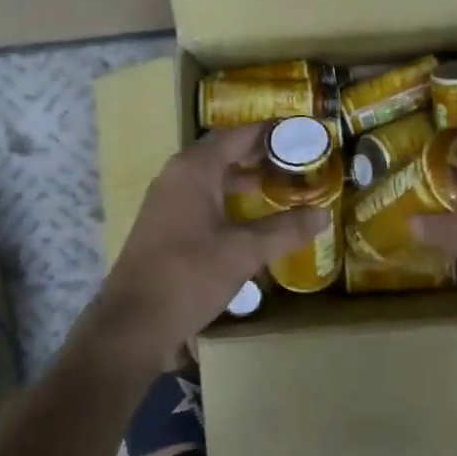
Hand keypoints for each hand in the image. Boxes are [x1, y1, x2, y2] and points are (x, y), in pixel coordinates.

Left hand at [83, 124, 326, 367]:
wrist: (133, 323)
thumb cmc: (189, 275)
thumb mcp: (244, 252)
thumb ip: (285, 230)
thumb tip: (323, 214)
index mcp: (194, 169)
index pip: (238, 135)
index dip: (271, 132)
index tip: (303, 132)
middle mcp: (177, 175)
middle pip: (224, 153)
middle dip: (261, 155)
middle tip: (299, 160)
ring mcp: (167, 200)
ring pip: (212, 177)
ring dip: (245, 179)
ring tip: (282, 185)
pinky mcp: (165, 225)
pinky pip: (202, 198)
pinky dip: (229, 199)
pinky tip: (251, 219)